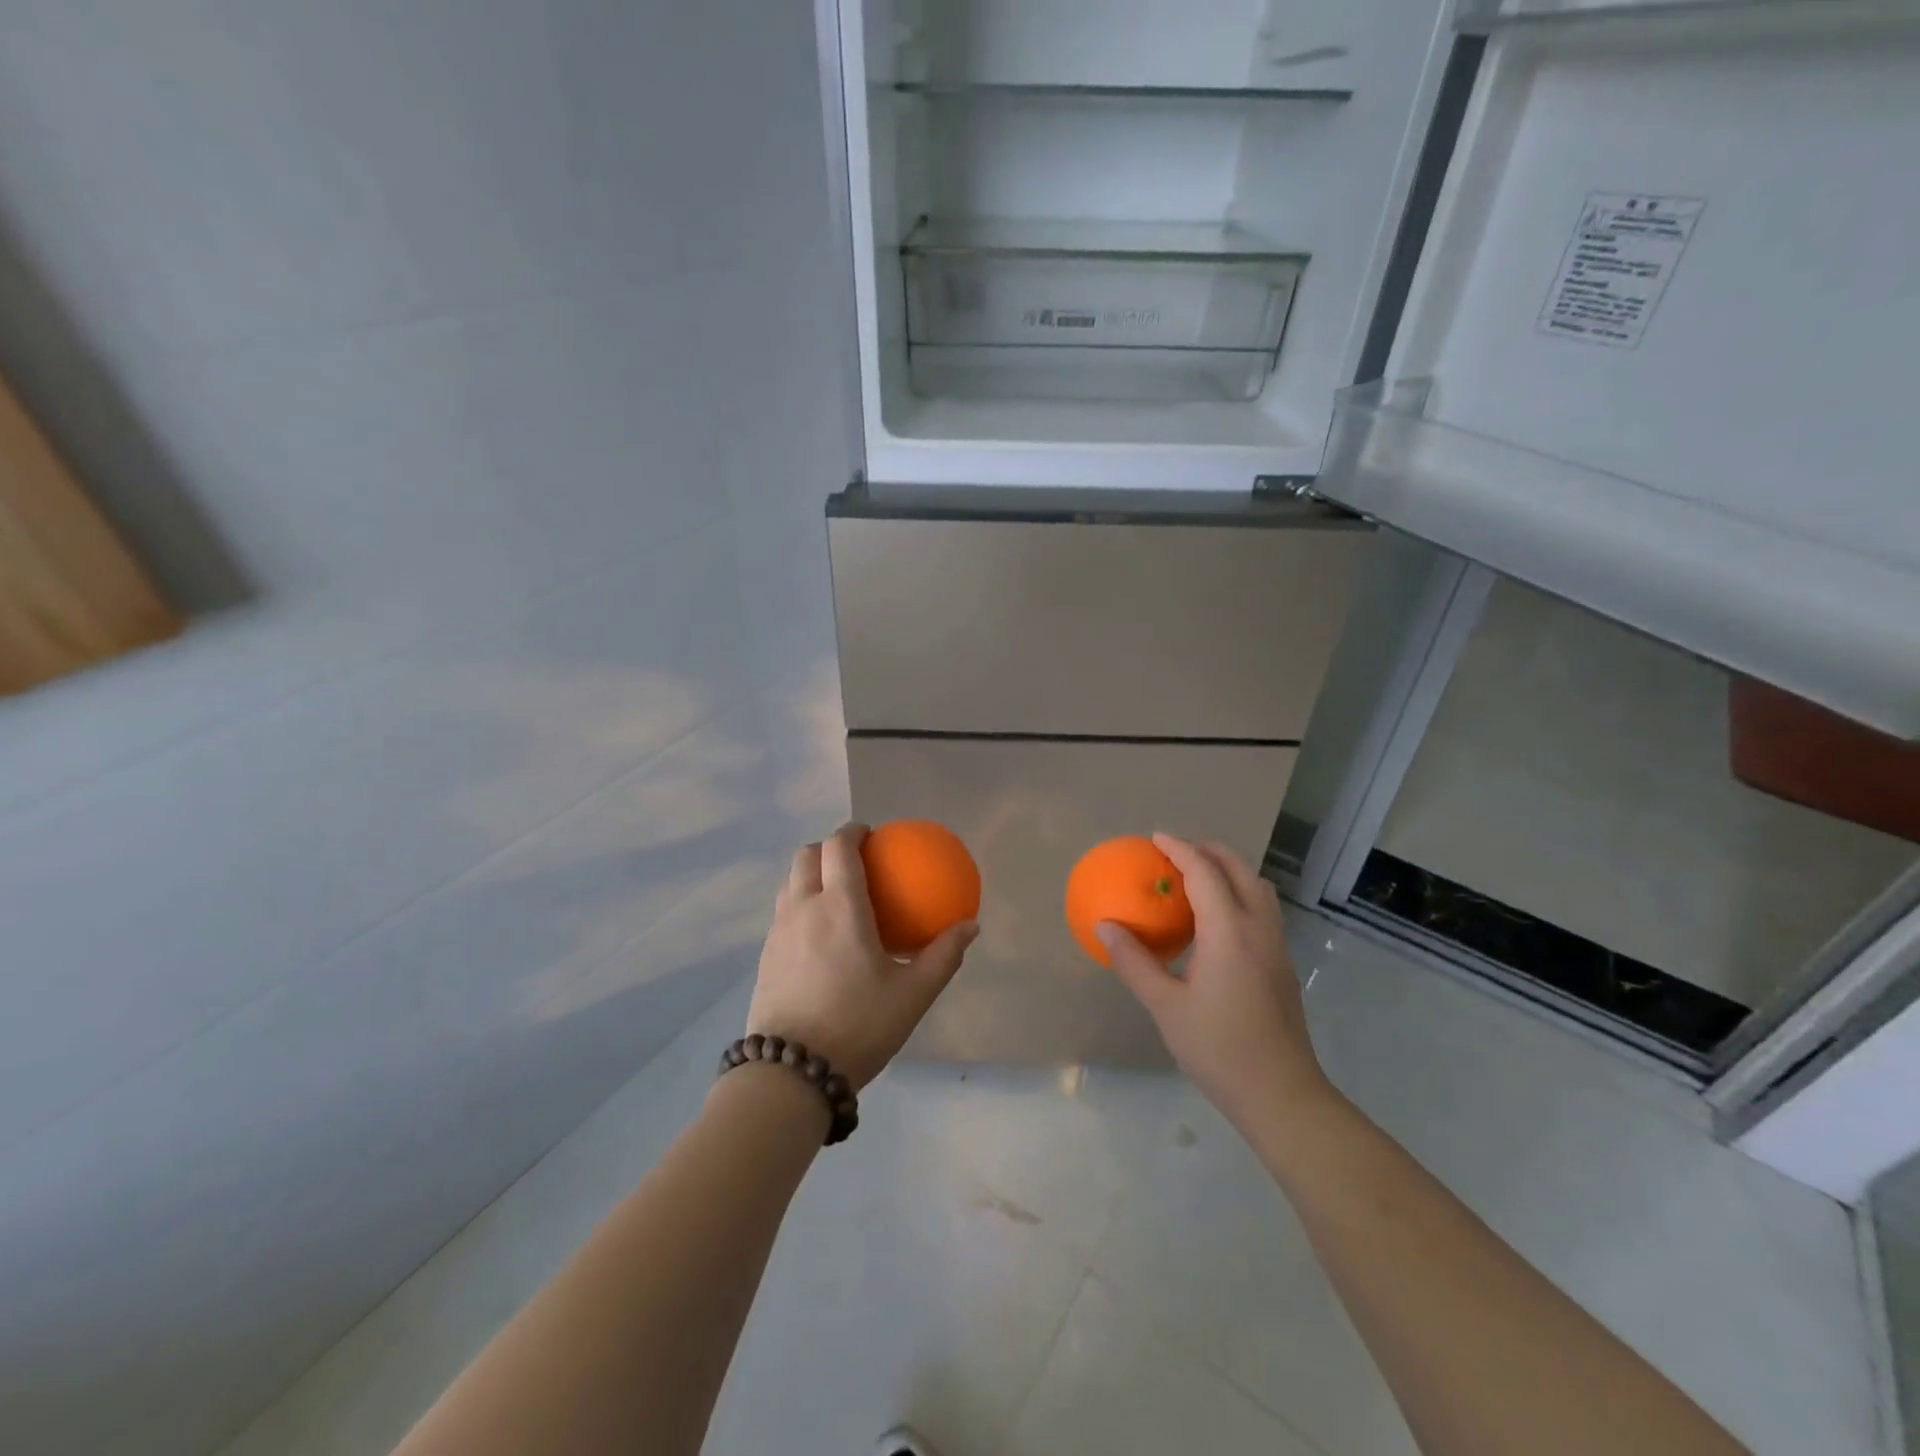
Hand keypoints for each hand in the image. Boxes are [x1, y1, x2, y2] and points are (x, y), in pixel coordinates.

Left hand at [747, 823, 977, 1088]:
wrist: (792, 1072)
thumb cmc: (859, 1025)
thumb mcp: (913, 994)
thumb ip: (944, 955)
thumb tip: (970, 925)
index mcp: (839, 906)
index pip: (839, 847)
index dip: (853, 831)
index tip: (871, 834)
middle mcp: (803, 908)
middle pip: (806, 856)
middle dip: (828, 847)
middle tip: (854, 860)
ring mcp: (778, 932)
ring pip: (789, 882)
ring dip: (810, 873)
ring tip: (835, 892)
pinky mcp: (765, 956)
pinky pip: (782, 912)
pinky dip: (800, 903)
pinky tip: (819, 935)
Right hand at [1100, 833, 1332, 1131]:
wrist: (1282, 1095)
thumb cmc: (1218, 1049)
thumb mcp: (1165, 1006)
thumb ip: (1134, 961)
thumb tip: (1104, 926)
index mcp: (1229, 932)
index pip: (1205, 872)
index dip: (1179, 849)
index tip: (1155, 838)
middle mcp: (1259, 928)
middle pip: (1239, 869)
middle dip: (1208, 850)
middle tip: (1175, 852)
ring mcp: (1277, 945)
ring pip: (1258, 887)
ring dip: (1229, 870)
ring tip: (1196, 878)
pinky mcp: (1283, 963)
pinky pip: (1262, 908)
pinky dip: (1239, 893)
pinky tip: (1216, 921)